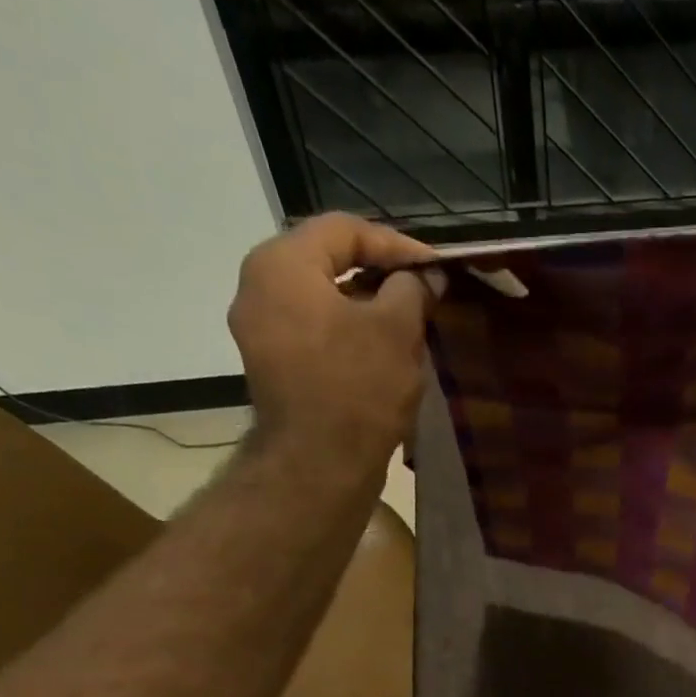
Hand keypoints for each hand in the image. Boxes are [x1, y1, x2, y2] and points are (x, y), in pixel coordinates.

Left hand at [228, 213, 446, 473]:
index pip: (344, 230)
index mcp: (282, 264)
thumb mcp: (396, 330)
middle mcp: (258, 288)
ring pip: (323, 302)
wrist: (319, 466)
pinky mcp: (274, 369)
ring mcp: (261, 332)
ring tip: (410, 327)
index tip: (436, 268)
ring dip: (369, 309)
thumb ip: (412, 290)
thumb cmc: (357, 389)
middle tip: (424, 295)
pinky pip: (315, 334)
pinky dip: (350, 336)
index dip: (397, 244)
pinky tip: (383, 356)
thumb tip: (425, 277)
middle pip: (329, 263)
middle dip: (382, 277)